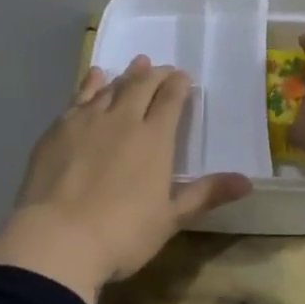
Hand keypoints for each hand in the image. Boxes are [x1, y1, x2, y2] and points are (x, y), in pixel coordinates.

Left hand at [0, 55, 251, 303]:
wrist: (57, 238)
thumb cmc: (122, 234)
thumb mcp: (170, 219)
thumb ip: (206, 194)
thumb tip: (247, 181)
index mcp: (155, 138)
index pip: (171, 99)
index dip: (179, 85)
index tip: (184, 78)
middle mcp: (123, 119)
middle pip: (142, 86)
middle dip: (155, 74)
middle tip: (162, 69)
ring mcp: (88, 120)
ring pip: (111, 87)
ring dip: (126, 75)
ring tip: (136, 65)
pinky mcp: (59, 128)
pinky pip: (79, 96)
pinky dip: (91, 83)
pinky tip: (96, 76)